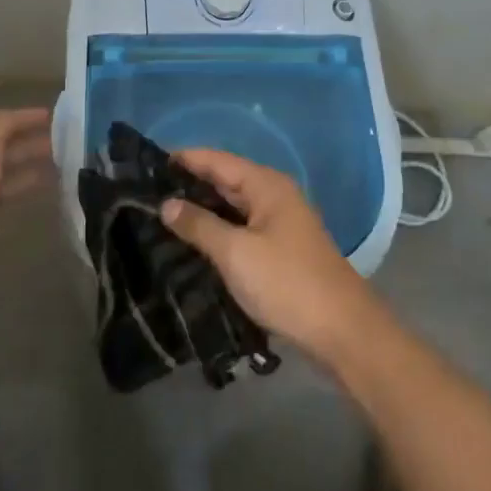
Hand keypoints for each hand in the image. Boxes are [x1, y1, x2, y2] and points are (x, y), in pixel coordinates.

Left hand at [0, 107, 51, 294]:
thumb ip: (0, 125)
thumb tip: (17, 117)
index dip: (25, 117)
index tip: (56, 117)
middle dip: (30, 141)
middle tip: (66, 142)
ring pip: (1, 172)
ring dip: (28, 166)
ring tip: (62, 165)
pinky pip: (0, 198)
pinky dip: (19, 190)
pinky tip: (39, 192)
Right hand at [161, 148, 381, 364]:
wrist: (343, 332)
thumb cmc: (287, 283)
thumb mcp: (236, 253)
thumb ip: (199, 225)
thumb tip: (166, 203)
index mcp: (266, 185)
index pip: (216, 159)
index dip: (184, 158)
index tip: (147, 163)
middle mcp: (274, 195)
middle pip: (225, 179)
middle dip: (189, 184)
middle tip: (146, 191)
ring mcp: (279, 223)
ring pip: (233, 206)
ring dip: (202, 210)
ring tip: (160, 215)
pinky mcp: (280, 249)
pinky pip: (241, 228)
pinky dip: (218, 230)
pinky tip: (193, 242)